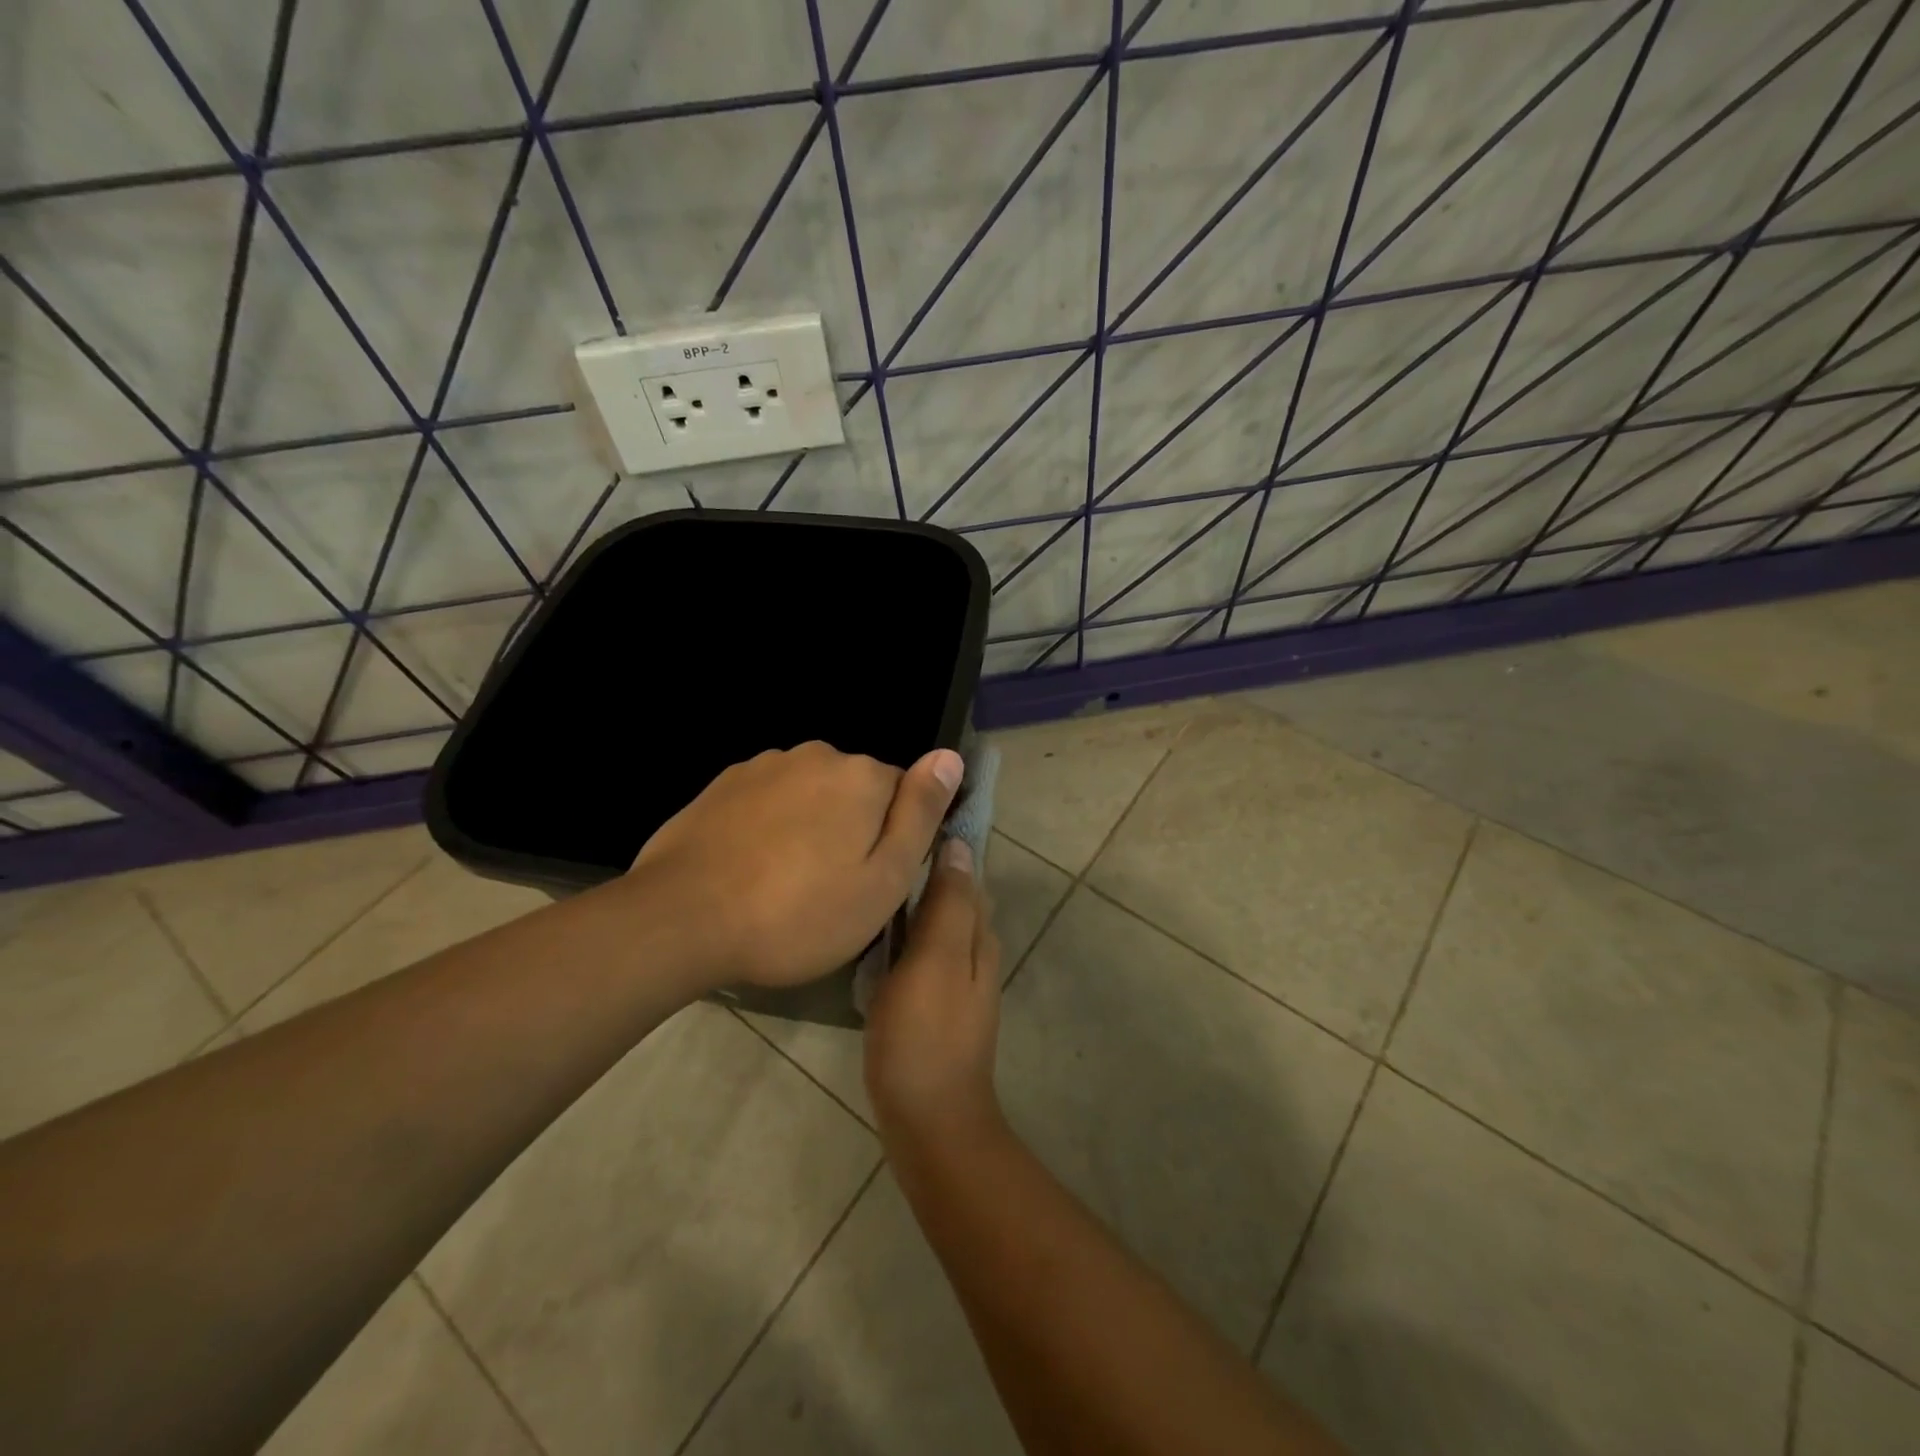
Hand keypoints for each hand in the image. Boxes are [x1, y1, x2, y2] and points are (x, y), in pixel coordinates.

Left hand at [628, 741, 962, 988]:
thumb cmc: (799, 914)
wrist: (682, 919)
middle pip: (856, 791)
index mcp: (863, 776)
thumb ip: (921, 813)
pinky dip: (771, 827)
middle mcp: (817, 755)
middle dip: (853, 830)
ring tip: (788, 884)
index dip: (896, 839)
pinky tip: (752, 868)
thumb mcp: (883, 879)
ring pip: (811, 795)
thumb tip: (950, 756)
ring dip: (811, 827)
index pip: (905, 794)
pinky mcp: (725, 784)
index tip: (874, 880)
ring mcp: (765, 765)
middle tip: (832, 890)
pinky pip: (769, 800)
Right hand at [865, 839, 1003, 1146]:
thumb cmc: (926, 1036)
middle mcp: (973, 950)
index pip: (967, 871)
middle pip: (952, 894)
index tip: (909, 813)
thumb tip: (960, 844)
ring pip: (935, 923)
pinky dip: (902, 933)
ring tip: (872, 876)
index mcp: (977, 934)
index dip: (945, 841)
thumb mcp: (936, 961)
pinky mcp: (933, 1003)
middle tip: (879, 841)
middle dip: (926, 866)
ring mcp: (954, 979)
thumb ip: (949, 904)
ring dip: (911, 899)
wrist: (930, 1122)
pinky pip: (920, 951)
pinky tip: (875, 931)